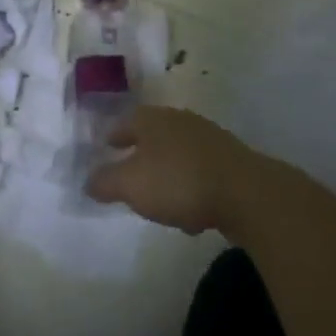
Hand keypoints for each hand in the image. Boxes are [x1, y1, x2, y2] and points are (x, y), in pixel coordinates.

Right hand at [86, 107, 267, 234]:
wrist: (247, 194)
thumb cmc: (178, 181)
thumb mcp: (129, 185)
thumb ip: (104, 182)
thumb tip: (88, 181)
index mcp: (152, 119)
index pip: (125, 122)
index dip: (113, 136)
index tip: (105, 148)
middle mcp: (181, 121)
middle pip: (154, 136)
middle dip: (141, 155)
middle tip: (129, 174)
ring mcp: (210, 140)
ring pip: (179, 156)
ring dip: (168, 175)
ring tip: (160, 202)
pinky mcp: (233, 163)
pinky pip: (202, 174)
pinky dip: (192, 189)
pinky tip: (192, 215)